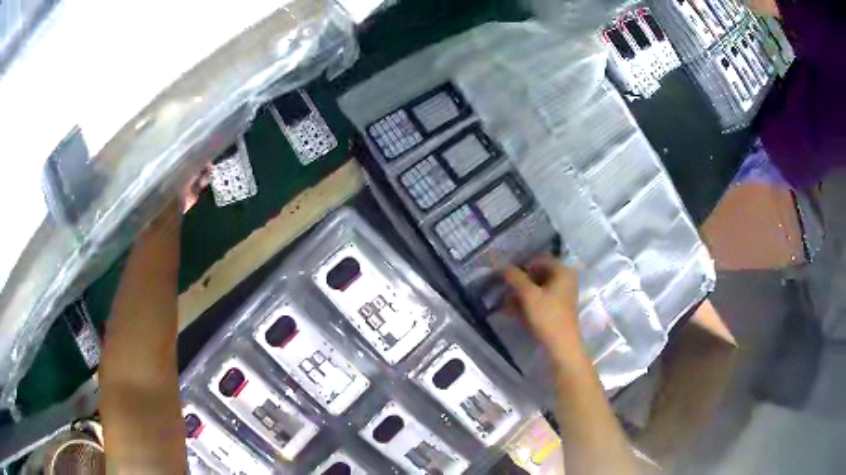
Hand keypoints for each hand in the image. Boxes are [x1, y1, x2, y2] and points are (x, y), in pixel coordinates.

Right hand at [503, 255, 581, 360]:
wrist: (562, 345)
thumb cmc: (547, 316)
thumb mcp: (528, 295)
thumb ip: (515, 278)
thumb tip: (503, 266)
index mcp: (563, 271)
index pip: (539, 260)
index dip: (522, 267)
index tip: (508, 277)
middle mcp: (566, 279)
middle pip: (538, 274)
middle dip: (520, 283)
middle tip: (506, 291)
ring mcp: (563, 294)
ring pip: (538, 288)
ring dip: (521, 294)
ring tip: (507, 304)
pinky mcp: (558, 307)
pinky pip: (541, 299)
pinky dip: (528, 303)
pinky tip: (514, 311)